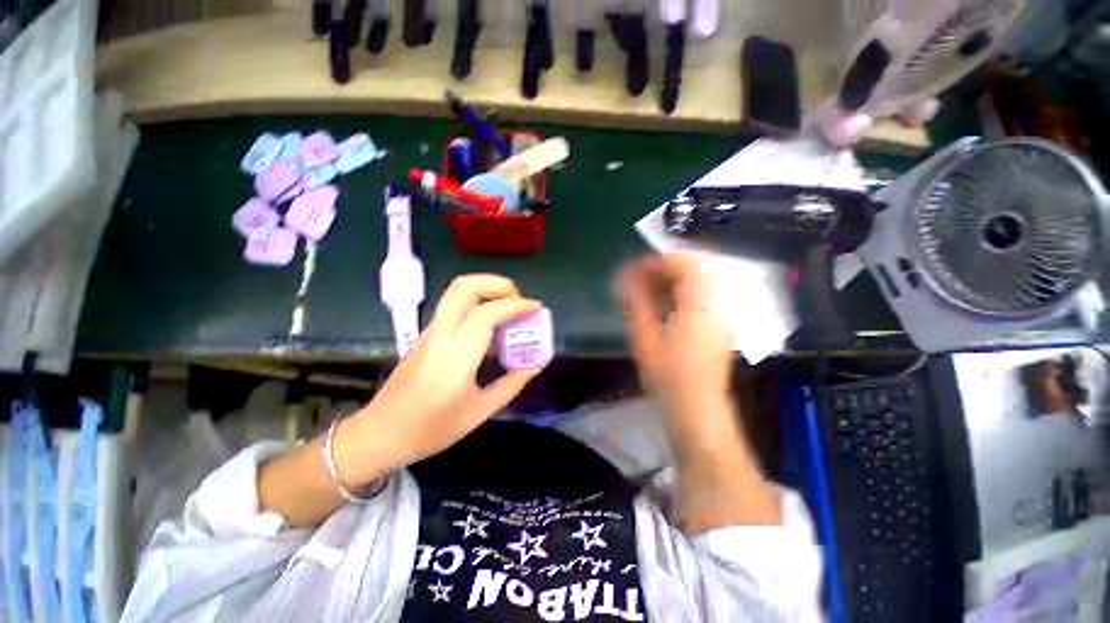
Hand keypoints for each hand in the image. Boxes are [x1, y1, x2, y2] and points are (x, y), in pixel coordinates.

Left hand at [337, 275, 541, 484]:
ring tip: (508, 306)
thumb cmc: (431, 430)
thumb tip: (534, 365)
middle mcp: (439, 336)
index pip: (485, 315)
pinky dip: (477, 301)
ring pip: (456, 291)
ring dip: (487, 289)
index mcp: (454, 359)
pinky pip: (453, 304)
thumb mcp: (478, 413)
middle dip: (498, 284)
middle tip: (518, 300)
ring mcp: (429, 332)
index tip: (535, 308)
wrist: (379, 434)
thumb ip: (511, 385)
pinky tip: (491, 322)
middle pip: (465, 287)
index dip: (515, 306)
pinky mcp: (426, 333)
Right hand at [619, 254, 732, 408]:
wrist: (698, 408)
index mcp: (699, 306)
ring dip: (674, 279)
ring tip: (649, 291)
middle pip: (695, 268)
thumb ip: (636, 302)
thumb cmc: (668, 377)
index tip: (634, 269)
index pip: (685, 264)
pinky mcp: (721, 324)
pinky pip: (704, 294)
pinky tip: (665, 306)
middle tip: (640, 278)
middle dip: (665, 268)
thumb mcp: (645, 338)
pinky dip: (683, 292)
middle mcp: (717, 304)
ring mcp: (723, 314)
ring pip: (700, 280)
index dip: (657, 261)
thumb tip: (624, 277)